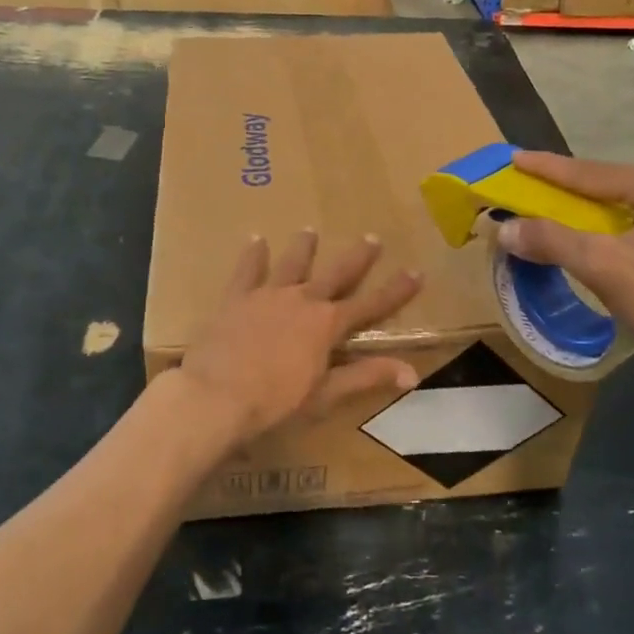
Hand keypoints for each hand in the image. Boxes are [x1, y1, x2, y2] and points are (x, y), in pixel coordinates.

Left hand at [169, 232, 423, 447]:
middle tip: (372, 237)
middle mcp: (303, 300)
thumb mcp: (326, 395)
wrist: (216, 395)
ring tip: (311, 230)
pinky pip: (247, 271)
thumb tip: (412, 372)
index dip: (396, 290)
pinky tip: (255, 239)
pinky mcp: (237, 298)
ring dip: (304, 248)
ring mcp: (268, 295)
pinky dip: (253, 255)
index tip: (416, 272)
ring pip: (292, 264)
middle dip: (357, 258)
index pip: (371, 305)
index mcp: (328, 325)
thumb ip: (367, 378)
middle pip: (336, 274)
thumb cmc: (275, 402)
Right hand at [497, 153, 633, 376]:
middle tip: (545, 197)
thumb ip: (553, 241)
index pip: (593, 173)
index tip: (515, 158)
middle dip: (581, 196)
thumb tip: (505, 228)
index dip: (549, 168)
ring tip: (584, 227)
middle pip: (622, 189)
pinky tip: (633, 254)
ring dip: (611, 218)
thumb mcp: (607, 268)